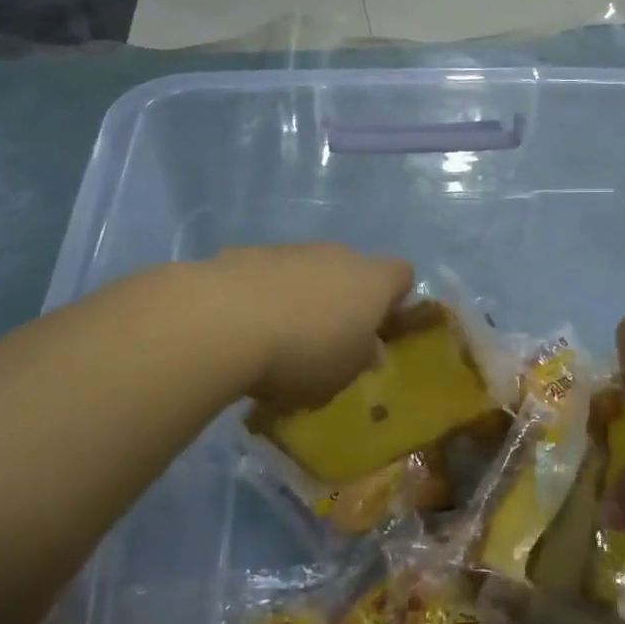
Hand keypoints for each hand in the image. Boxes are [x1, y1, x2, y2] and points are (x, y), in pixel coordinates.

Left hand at [208, 245, 413, 409]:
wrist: (222, 322)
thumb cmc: (302, 354)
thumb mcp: (343, 373)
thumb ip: (361, 357)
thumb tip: (371, 348)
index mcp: (371, 282)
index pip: (402, 274)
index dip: (395, 298)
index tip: (379, 327)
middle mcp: (337, 255)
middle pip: (351, 270)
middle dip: (343, 299)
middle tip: (327, 339)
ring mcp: (290, 250)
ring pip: (307, 270)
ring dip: (301, 295)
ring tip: (277, 337)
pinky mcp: (246, 253)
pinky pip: (267, 274)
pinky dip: (263, 294)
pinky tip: (243, 326)